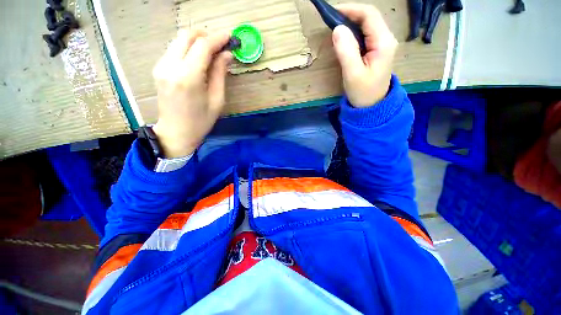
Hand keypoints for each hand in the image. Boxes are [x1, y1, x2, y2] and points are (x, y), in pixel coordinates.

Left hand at [152, 29, 231, 157]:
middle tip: (220, 44)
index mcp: (188, 77)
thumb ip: (220, 74)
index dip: (217, 38)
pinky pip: (174, 49)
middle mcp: (170, 66)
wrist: (176, 133)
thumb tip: (226, 55)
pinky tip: (198, 59)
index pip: (202, 46)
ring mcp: (161, 66)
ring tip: (212, 51)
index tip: (230, 37)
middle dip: (205, 35)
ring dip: (196, 40)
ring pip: (178, 40)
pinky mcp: (158, 69)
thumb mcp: (217, 100)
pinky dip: (187, 48)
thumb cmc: (201, 121)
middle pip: (187, 36)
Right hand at [332, 4, 397, 107]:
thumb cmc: (363, 93)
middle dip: (350, 15)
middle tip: (331, 21)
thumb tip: (337, 29)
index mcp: (383, 42)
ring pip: (367, 26)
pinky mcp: (377, 51)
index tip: (333, 12)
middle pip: (369, 18)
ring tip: (335, 29)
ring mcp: (382, 45)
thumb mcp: (353, 74)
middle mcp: (386, 39)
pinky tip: (344, 39)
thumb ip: (346, 51)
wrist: (372, 107)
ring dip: (351, 24)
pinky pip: (365, 36)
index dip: (351, 9)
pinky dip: (353, 34)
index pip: (369, 15)